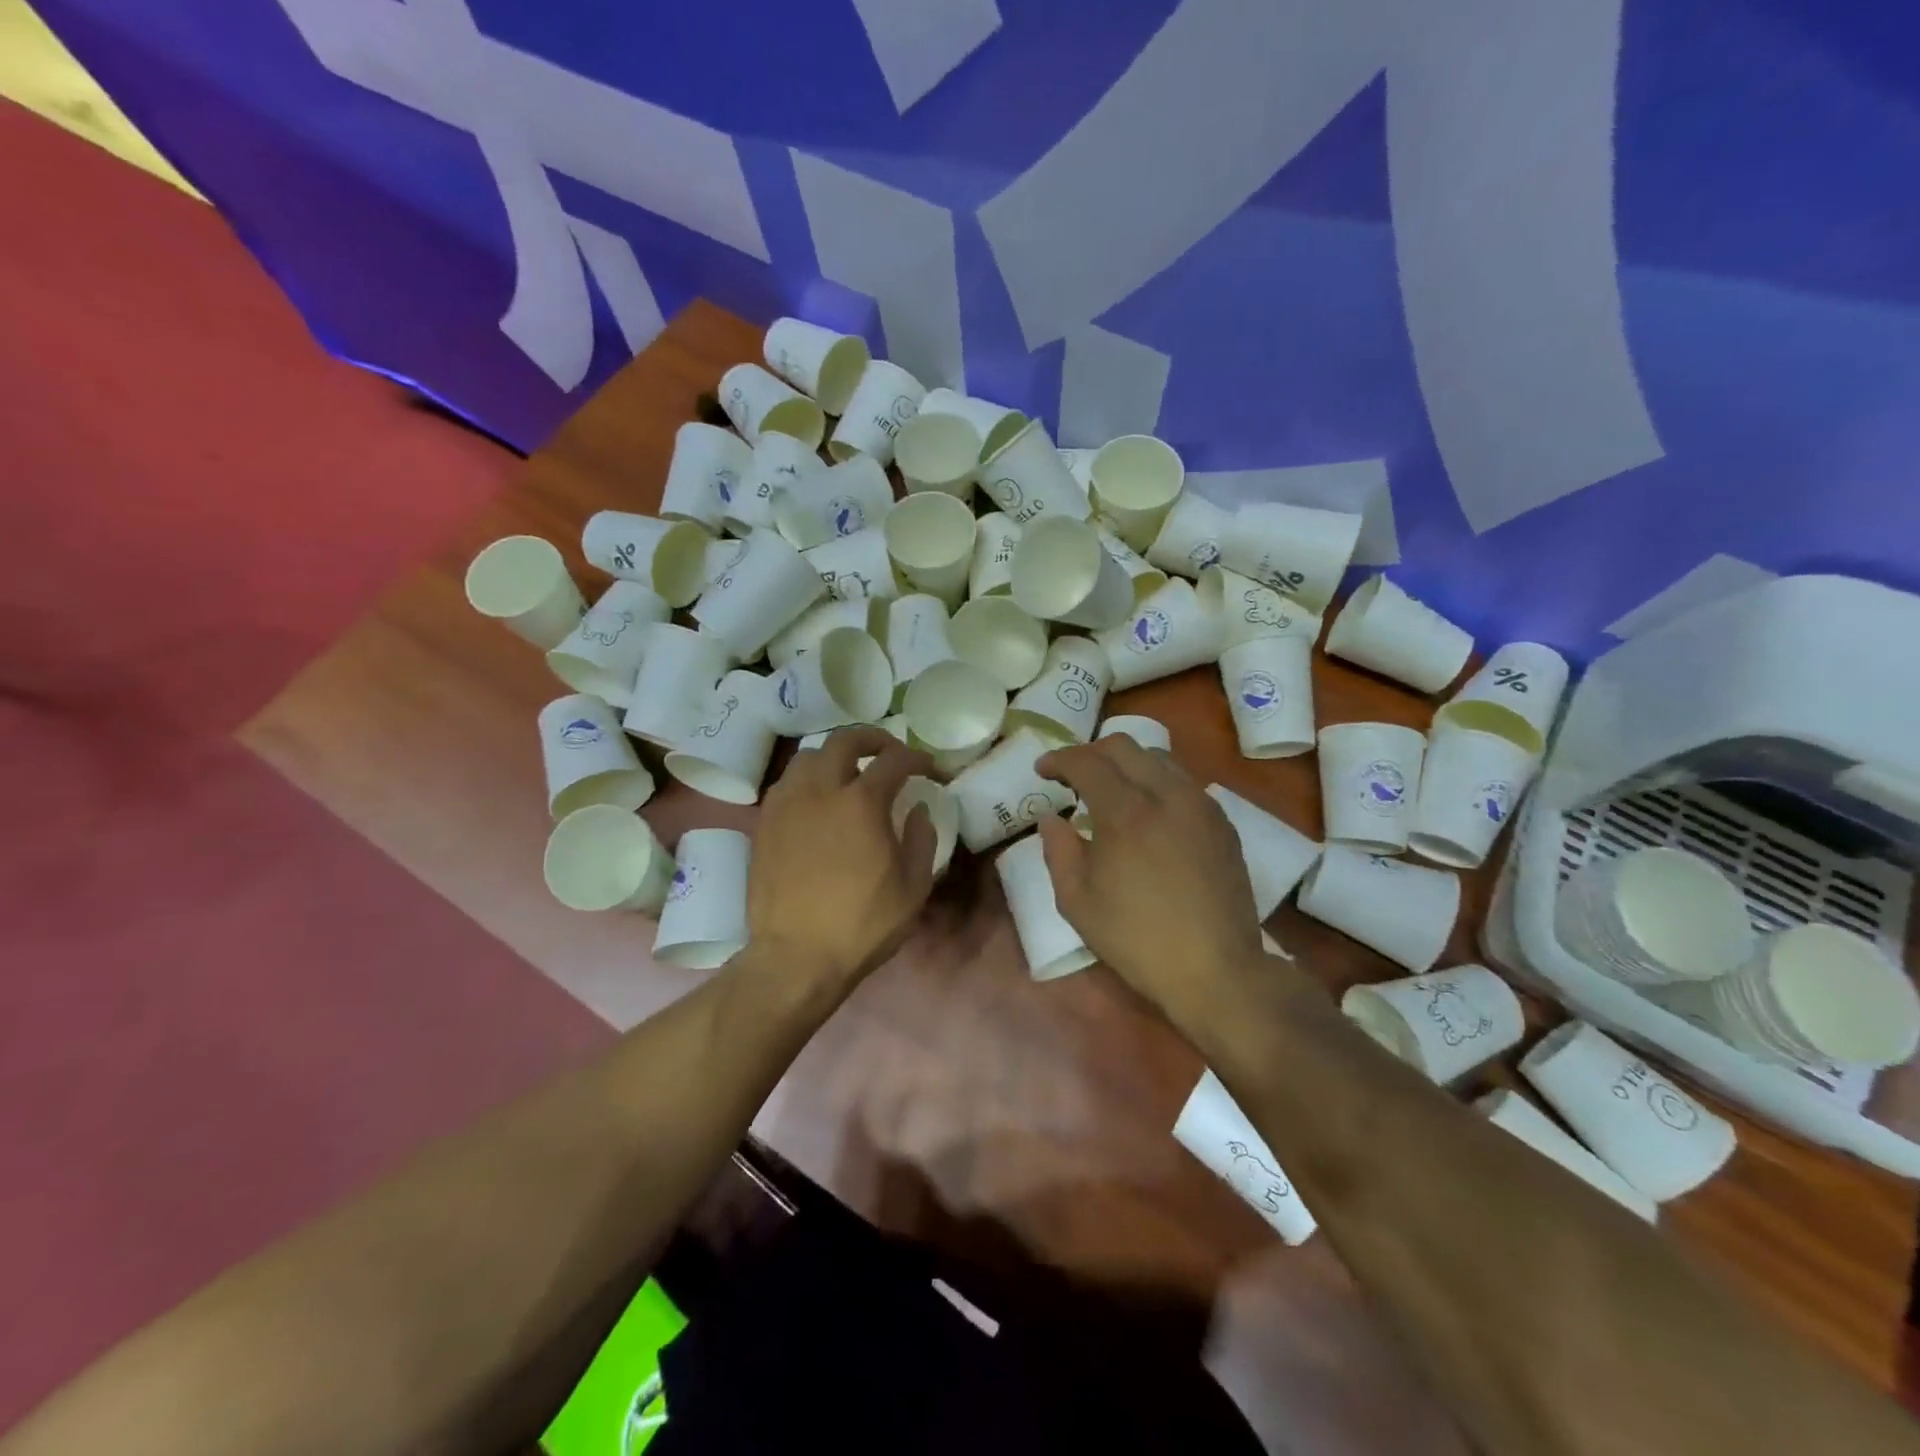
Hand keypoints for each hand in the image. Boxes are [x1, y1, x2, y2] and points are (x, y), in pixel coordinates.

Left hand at [748, 727, 937, 989]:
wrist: (795, 957)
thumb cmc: (862, 925)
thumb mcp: (913, 888)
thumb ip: (922, 840)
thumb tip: (918, 810)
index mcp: (861, 803)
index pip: (894, 760)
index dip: (917, 758)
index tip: (929, 769)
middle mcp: (820, 790)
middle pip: (844, 740)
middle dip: (872, 738)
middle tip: (888, 752)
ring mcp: (786, 804)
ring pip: (808, 756)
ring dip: (834, 756)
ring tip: (848, 774)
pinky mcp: (764, 823)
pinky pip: (786, 783)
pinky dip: (807, 779)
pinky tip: (817, 800)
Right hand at [1035, 738, 1271, 1035]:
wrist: (1216, 970)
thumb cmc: (1137, 939)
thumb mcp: (1077, 902)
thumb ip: (1058, 850)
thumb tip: (1051, 818)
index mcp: (1126, 812)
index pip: (1086, 762)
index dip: (1058, 760)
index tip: (1042, 771)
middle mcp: (1167, 794)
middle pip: (1124, 746)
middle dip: (1090, 752)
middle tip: (1071, 776)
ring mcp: (1200, 804)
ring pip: (1158, 758)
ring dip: (1125, 763)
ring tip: (1110, 790)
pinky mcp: (1221, 822)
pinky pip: (1183, 782)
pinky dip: (1155, 782)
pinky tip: (1147, 812)